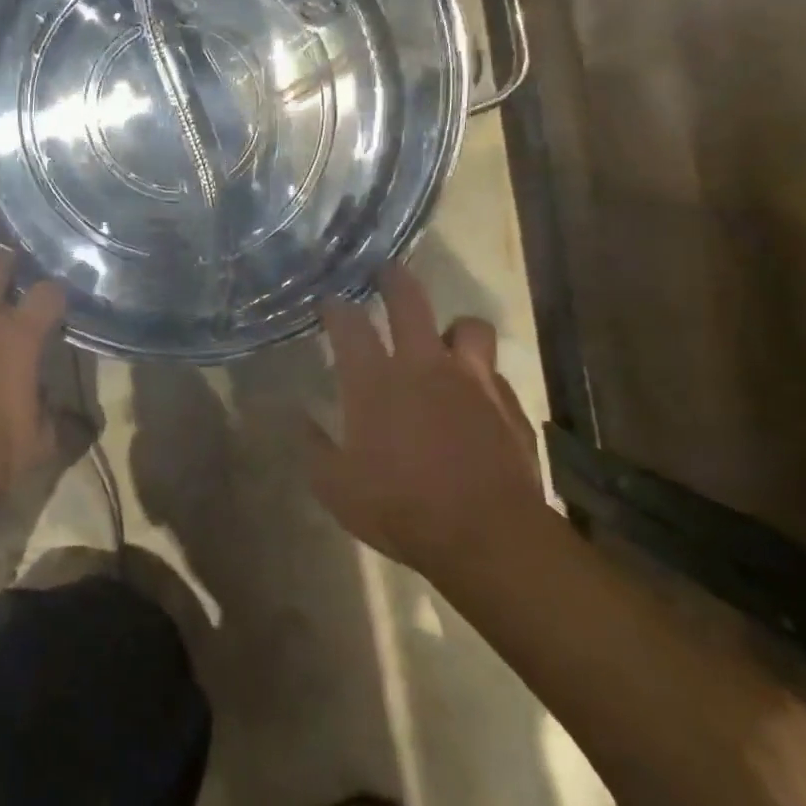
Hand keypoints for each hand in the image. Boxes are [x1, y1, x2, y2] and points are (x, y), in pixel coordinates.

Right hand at [309, 263, 542, 576]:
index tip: (329, 301)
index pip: (349, 325)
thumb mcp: (337, 488)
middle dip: (392, 278)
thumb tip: (298, 418)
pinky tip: (476, 398)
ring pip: (467, 326)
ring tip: (444, 340)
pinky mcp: (507, 402)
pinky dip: (481, 377)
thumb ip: (314, 447)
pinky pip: (494, 373)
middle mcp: (423, 366)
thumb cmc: (401, 509)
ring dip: (453, 328)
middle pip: (409, 300)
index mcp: (376, 381)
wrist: (486, 535)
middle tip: (384, 271)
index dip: (336, 307)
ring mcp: (471, 380)